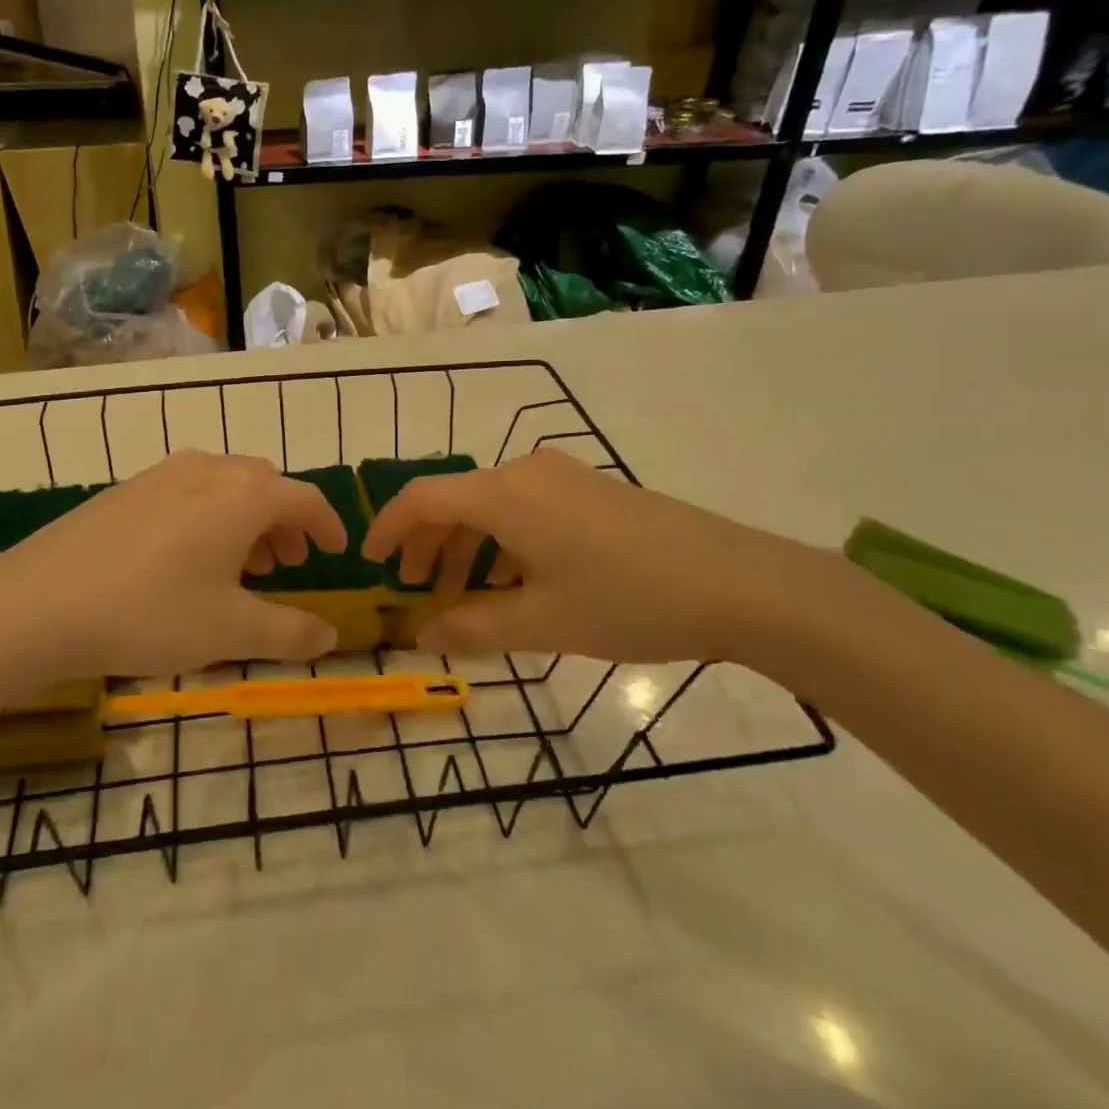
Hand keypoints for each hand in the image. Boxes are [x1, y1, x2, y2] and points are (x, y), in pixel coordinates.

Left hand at [0, 451, 347, 681]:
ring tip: (243, 564)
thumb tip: (329, 633)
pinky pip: (189, 491)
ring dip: (247, 518)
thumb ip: (289, 632)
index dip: (328, 525)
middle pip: (265, 485)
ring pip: (225, 485)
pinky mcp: (127, 488)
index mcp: (244, 495)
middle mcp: (208, 470)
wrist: (39, 603)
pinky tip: (188, 558)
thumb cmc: (151, 613)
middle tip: (288, 563)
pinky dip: (210, 515)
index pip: (305, 498)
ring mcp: (163, 473)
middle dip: (286, 521)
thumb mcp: (230, 631)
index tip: (337, 550)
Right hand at [362, 448, 847, 667]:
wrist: (739, 583)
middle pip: (454, 499)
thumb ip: (472, 628)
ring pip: (490, 506)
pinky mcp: (588, 490)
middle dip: (427, 545)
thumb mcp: (542, 623)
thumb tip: (419, 636)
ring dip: (466, 547)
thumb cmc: (628, 601)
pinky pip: (524, 508)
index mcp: (504, 495)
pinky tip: (514, 582)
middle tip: (416, 590)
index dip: (388, 528)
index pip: (422, 498)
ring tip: (464, 596)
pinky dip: (502, 542)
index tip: (370, 562)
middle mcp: (525, 472)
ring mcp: (562, 477)